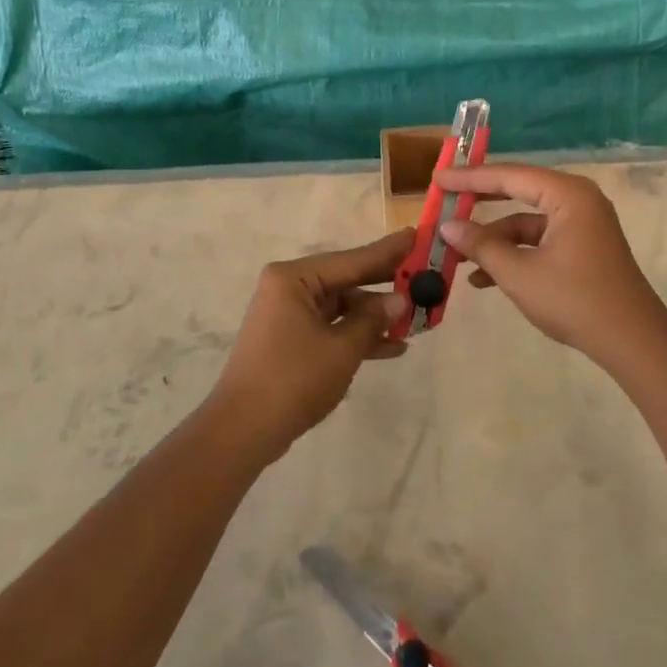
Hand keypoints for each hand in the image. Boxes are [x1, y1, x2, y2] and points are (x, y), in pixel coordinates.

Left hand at [207, 229, 413, 462]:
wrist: (243, 431)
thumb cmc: (293, 380)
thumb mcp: (342, 349)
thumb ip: (373, 320)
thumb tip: (400, 300)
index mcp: (294, 279)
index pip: (351, 260)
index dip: (388, 251)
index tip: (417, 235)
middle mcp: (288, 288)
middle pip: (346, 280)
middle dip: (384, 284)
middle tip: (423, 274)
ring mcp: (287, 314)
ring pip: (341, 305)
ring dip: (374, 316)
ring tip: (415, 319)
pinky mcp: (290, 339)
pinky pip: (330, 326)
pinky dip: (356, 335)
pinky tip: (392, 347)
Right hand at [436, 164, 666, 360]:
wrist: (633, 342)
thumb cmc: (575, 300)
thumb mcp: (519, 273)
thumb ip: (481, 245)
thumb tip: (447, 227)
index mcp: (567, 194)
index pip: (509, 176)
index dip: (469, 178)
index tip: (437, 178)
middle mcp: (577, 200)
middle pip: (518, 191)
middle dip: (479, 202)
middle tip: (444, 199)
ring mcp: (582, 224)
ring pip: (526, 221)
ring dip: (494, 238)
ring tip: (457, 254)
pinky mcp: (582, 247)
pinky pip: (540, 240)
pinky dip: (514, 253)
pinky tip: (484, 278)